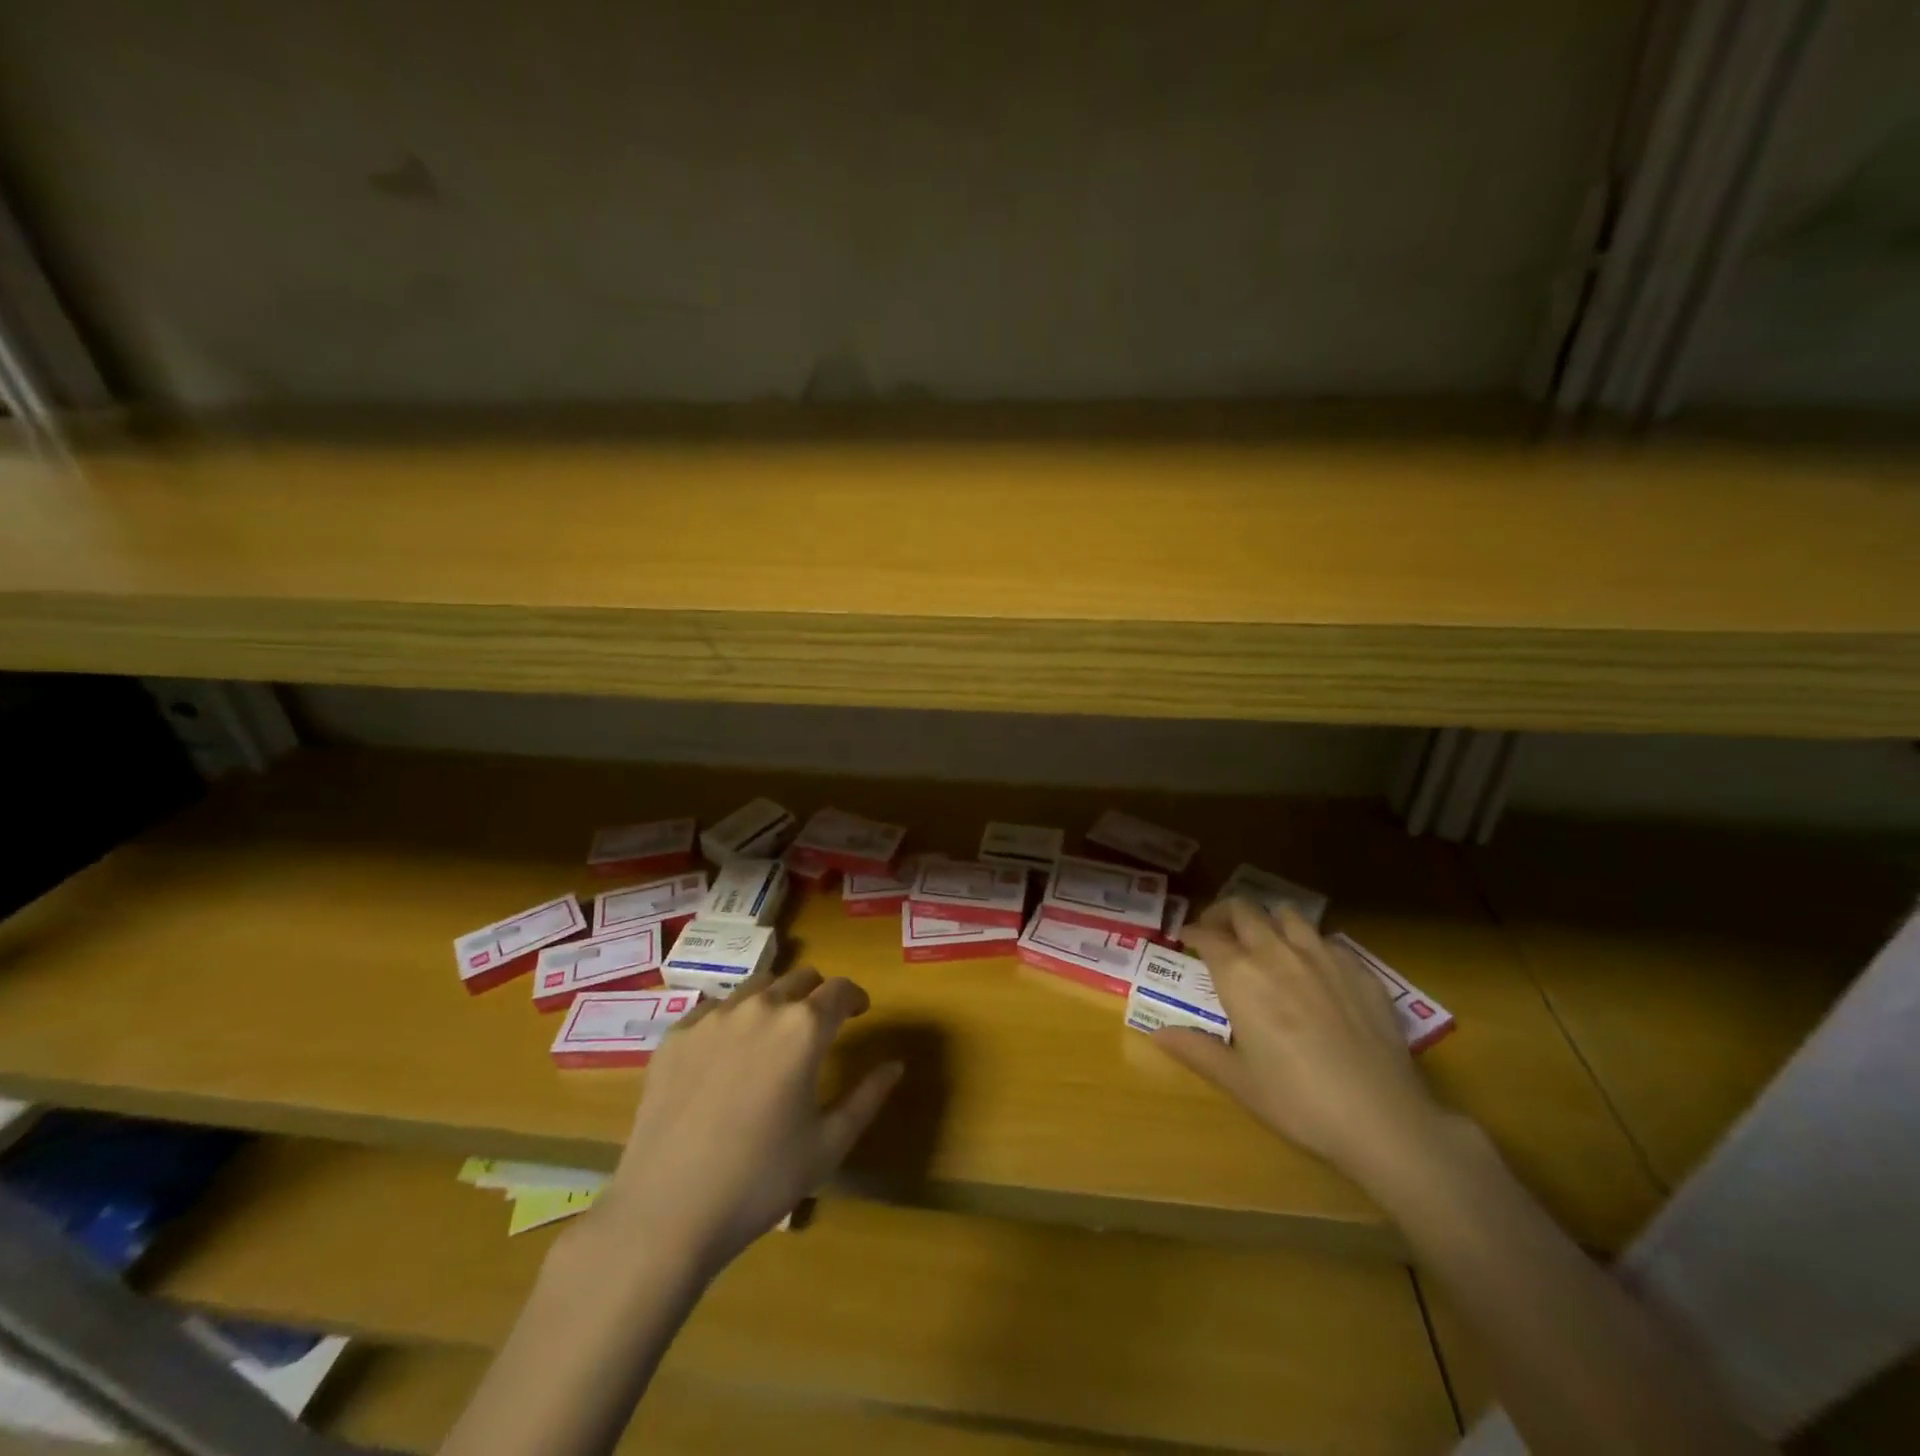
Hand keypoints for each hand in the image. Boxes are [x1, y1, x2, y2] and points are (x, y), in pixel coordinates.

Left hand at [586, 966, 902, 1282]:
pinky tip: (726, 1058)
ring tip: (772, 1037)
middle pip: (799, 978)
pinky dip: (732, 1020)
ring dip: (775, 1001)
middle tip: (819, 1027)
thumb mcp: (828, 1144)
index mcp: (804, 1028)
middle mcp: (761, 1007)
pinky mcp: (676, 1035)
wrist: (666, 1212)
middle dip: (817, 995)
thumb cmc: (761, 1180)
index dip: (855, 997)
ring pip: (756, 987)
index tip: (860, 1012)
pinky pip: (714, 1010)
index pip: (841, 989)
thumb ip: (868, 1096)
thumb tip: (895, 1064)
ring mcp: (713, 1017)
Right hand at [1159, 899, 1445, 1190]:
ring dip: (1268, 920)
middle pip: (1243, 910)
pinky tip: (1313, 970)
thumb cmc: (1297, 1101)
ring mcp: (1322, 956)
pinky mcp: (1359, 969)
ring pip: (1287, 914)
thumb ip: (1195, 1049)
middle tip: (1218, 932)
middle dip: (1224, 915)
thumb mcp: (1238, 1080)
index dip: (1192, 933)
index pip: (1207, 936)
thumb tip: (1156, 1033)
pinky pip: (1326, 939)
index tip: (1185, 939)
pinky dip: (1309, 943)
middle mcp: (1276, 953)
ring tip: (1264, 940)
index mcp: (1240, 975)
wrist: (1382, 1118)